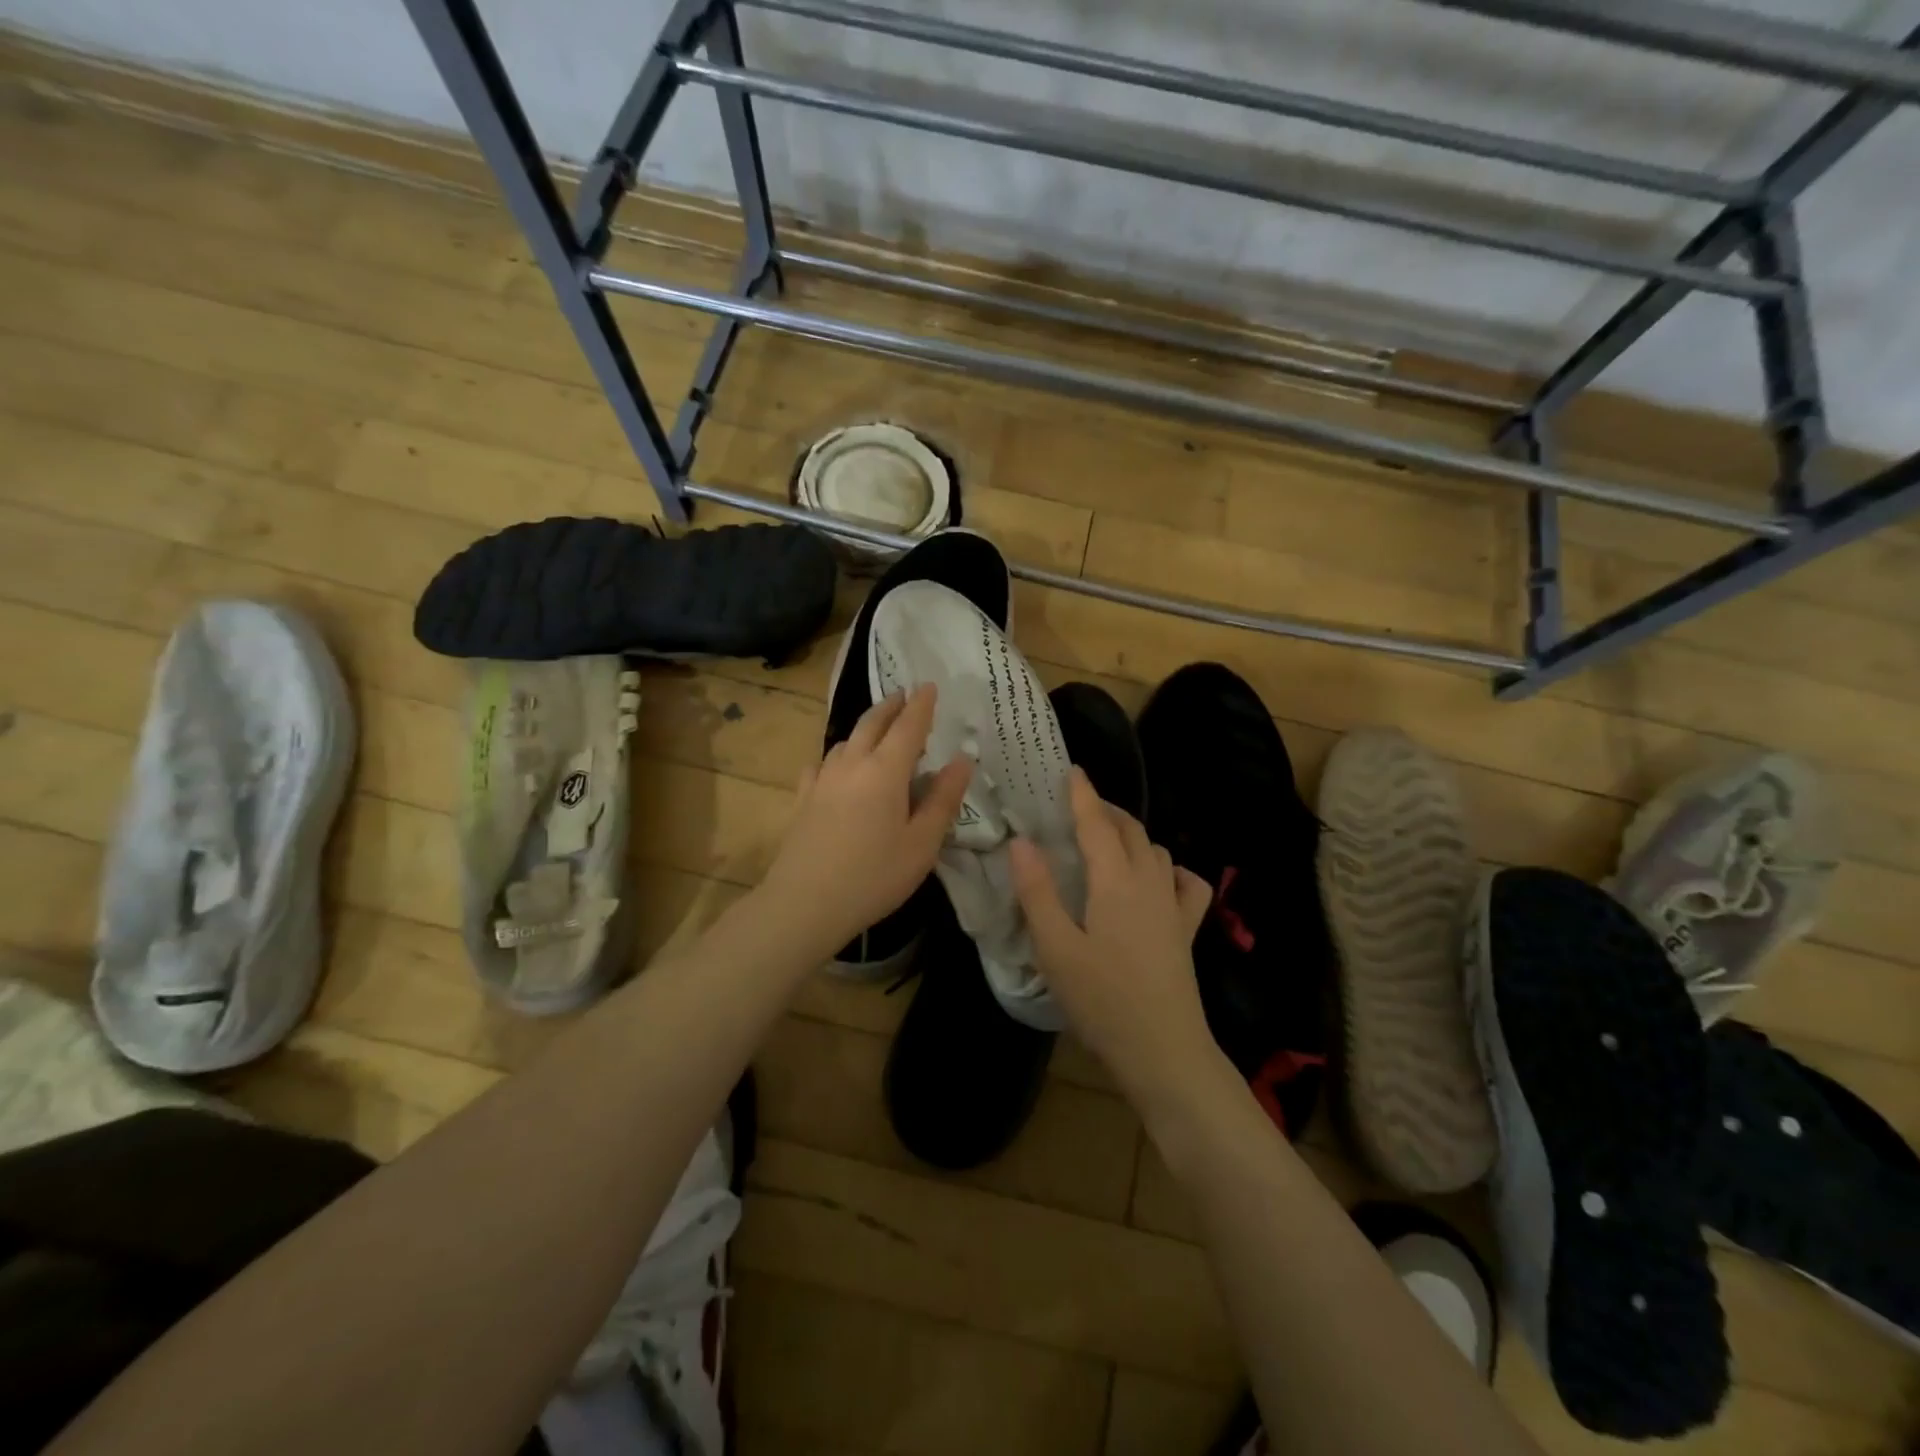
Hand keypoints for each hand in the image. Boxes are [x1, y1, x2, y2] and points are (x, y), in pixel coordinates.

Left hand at [760, 685, 972, 956]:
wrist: (805, 903)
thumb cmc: (874, 876)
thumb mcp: (922, 843)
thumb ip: (943, 799)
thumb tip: (961, 760)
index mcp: (885, 771)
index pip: (908, 726)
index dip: (921, 705)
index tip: (929, 685)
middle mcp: (852, 764)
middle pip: (872, 723)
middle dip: (891, 706)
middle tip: (904, 696)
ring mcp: (822, 779)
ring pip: (846, 740)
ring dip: (865, 728)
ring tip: (878, 731)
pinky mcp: (803, 798)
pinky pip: (821, 763)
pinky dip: (837, 755)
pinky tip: (835, 766)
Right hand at [1009, 768, 1218, 1111]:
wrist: (1164, 1052)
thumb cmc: (1102, 1000)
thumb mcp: (1056, 949)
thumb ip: (1037, 892)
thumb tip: (1022, 842)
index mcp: (1114, 882)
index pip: (1097, 824)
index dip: (1082, 794)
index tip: (1070, 770)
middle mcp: (1149, 882)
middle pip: (1130, 829)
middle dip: (1105, 809)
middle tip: (1077, 806)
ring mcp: (1173, 906)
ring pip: (1156, 850)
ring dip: (1132, 834)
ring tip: (1107, 839)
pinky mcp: (1187, 929)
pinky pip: (1186, 884)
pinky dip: (1171, 870)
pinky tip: (1158, 879)